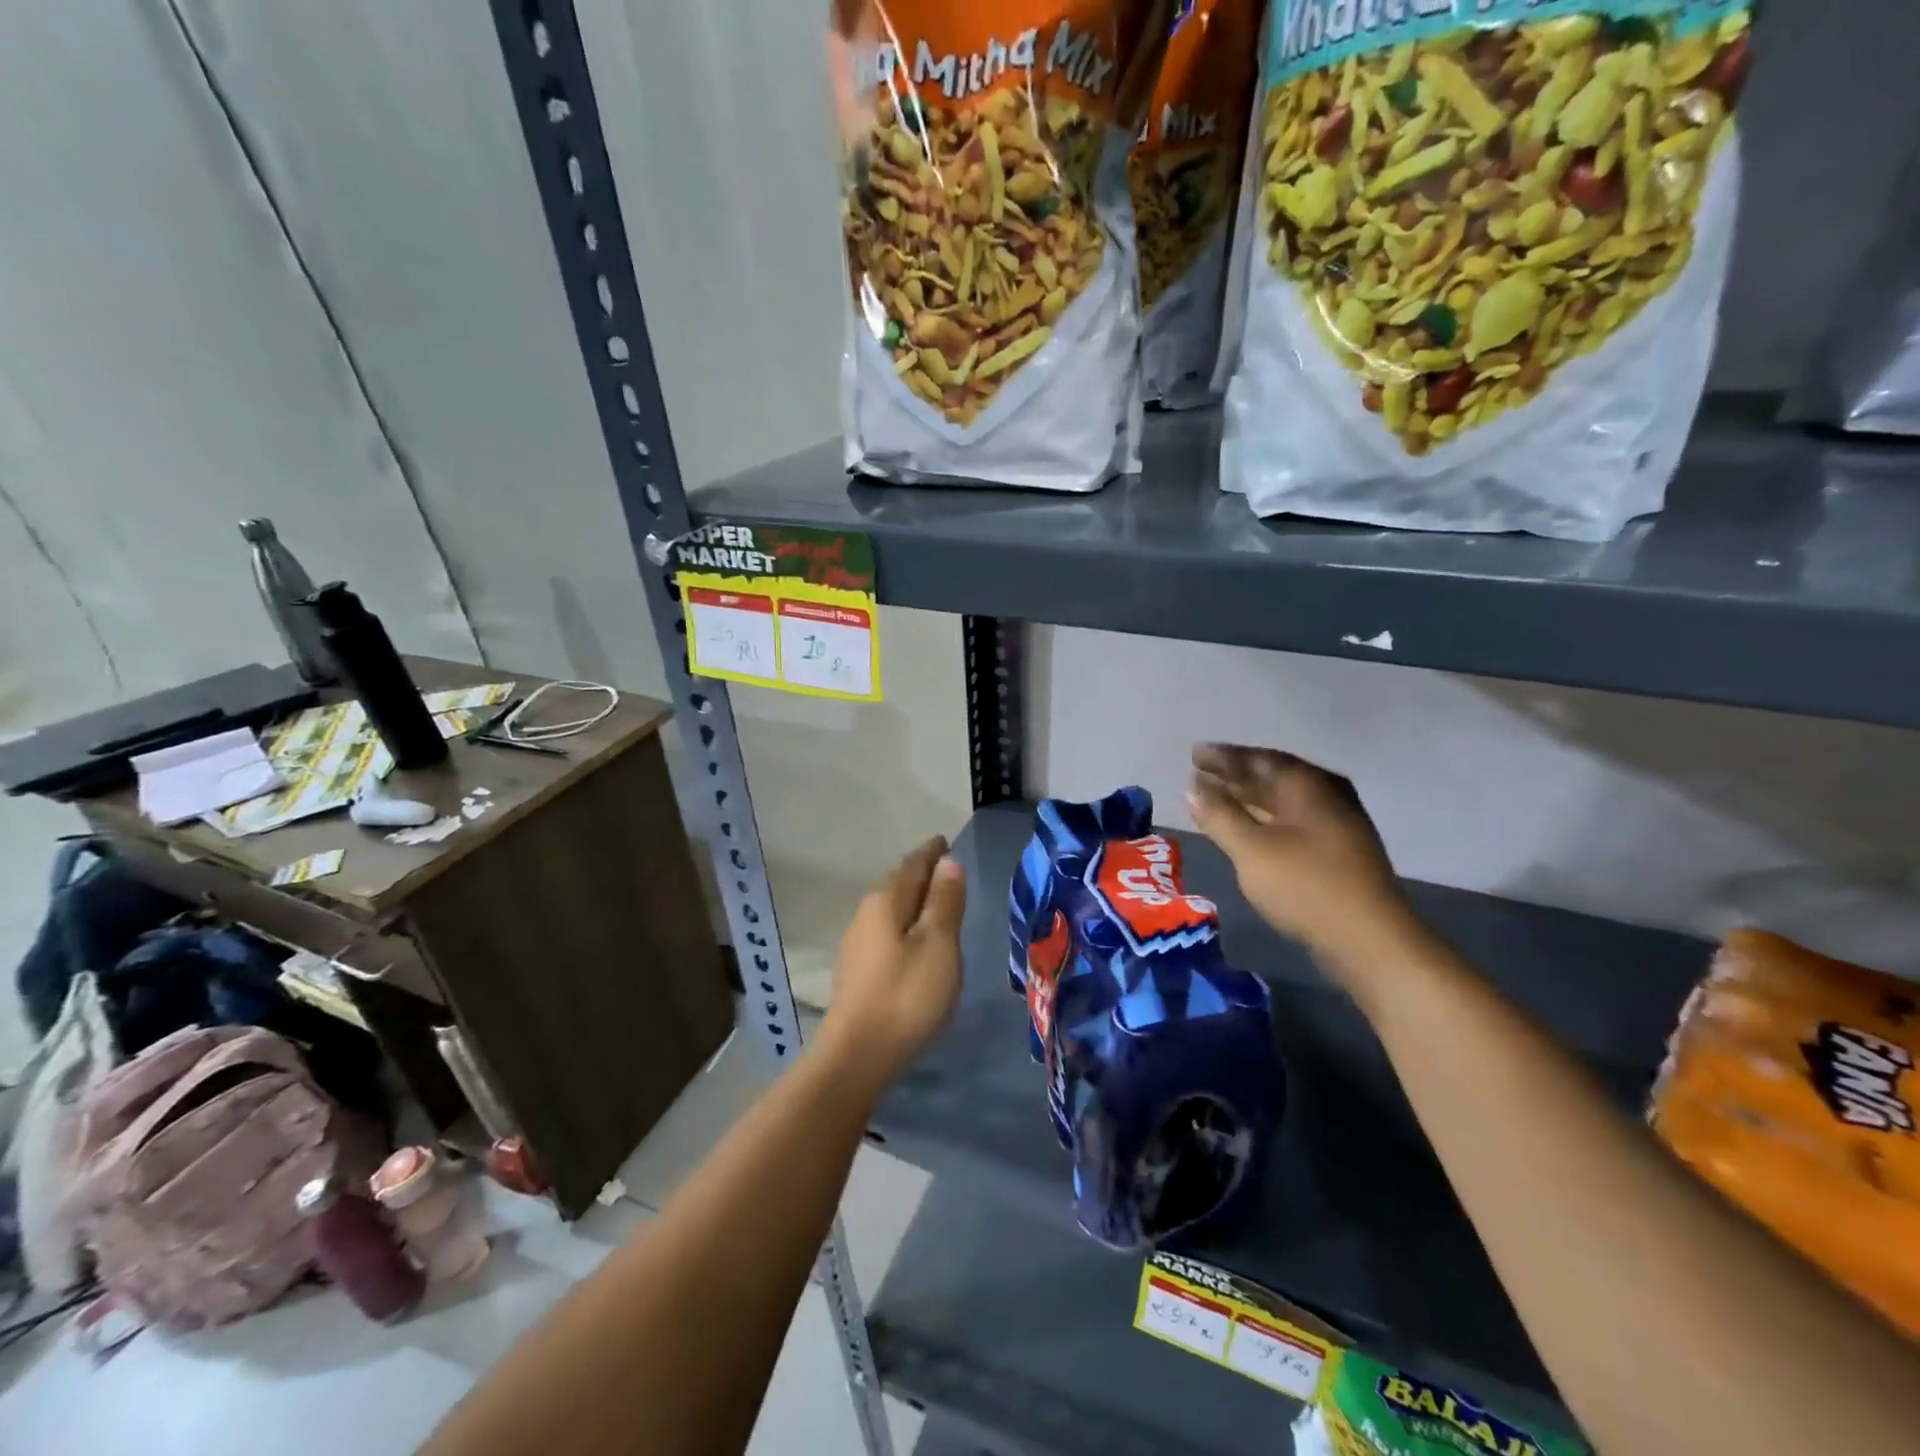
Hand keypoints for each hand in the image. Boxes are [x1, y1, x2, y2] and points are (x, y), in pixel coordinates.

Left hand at [817, 837, 965, 1092]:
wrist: (858, 1054)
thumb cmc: (907, 994)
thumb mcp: (938, 944)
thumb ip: (944, 901)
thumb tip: (947, 861)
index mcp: (887, 900)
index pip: (913, 864)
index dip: (932, 852)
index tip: (945, 842)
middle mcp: (866, 913)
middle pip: (897, 883)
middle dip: (920, 872)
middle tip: (944, 868)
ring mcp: (857, 942)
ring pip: (889, 907)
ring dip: (911, 899)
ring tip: (933, 901)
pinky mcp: (856, 969)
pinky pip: (884, 930)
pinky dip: (903, 923)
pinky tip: (912, 939)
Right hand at [1187, 745, 1413, 966]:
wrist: (1368, 940)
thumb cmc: (1305, 885)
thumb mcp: (1251, 849)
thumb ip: (1219, 815)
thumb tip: (1192, 788)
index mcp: (1307, 785)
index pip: (1258, 759)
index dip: (1223, 756)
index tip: (1194, 754)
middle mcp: (1325, 796)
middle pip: (1272, 777)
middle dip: (1234, 775)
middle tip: (1198, 773)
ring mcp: (1335, 825)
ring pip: (1281, 801)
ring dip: (1247, 798)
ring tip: (1213, 798)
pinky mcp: (1336, 852)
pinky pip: (1290, 822)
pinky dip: (1262, 819)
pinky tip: (1245, 829)